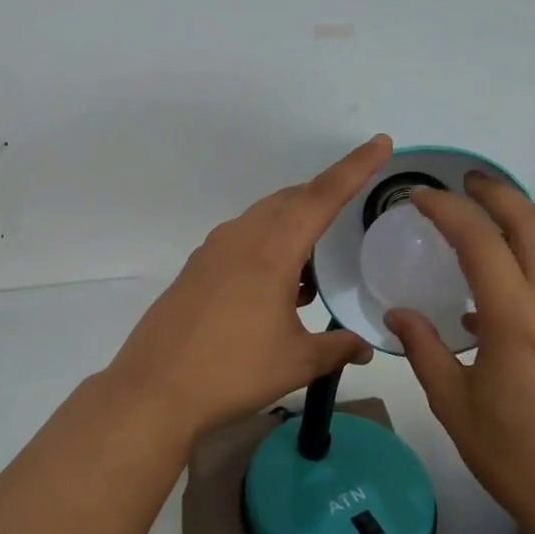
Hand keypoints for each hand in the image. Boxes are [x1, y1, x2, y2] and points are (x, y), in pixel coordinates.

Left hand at [106, 135, 392, 438]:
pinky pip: (241, 242)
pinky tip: (277, 290)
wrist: (155, 390)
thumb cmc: (233, 371)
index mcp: (271, 250)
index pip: (320, 196)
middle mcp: (240, 238)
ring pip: (262, 220)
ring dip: (292, 230)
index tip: (379, 144)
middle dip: (322, 199)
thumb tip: (364, 346)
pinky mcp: (195, 269)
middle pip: (289, 201)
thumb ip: (337, 347)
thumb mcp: (296, 361)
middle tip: (349, 214)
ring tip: (313, 271)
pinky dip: (267, 249)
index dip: (353, 168)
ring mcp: (212, 252)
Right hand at [384, 173, 534, 533]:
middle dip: (497, 193)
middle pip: (532, 224)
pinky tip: (503, 291)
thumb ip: (423, 350)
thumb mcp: (454, 406)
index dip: (447, 210)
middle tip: (465, 183)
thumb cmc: (517, 458)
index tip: (419, 197)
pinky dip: (533, 260)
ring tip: (485, 219)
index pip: (480, 241)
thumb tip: (397, 314)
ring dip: (520, 221)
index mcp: (516, 320)